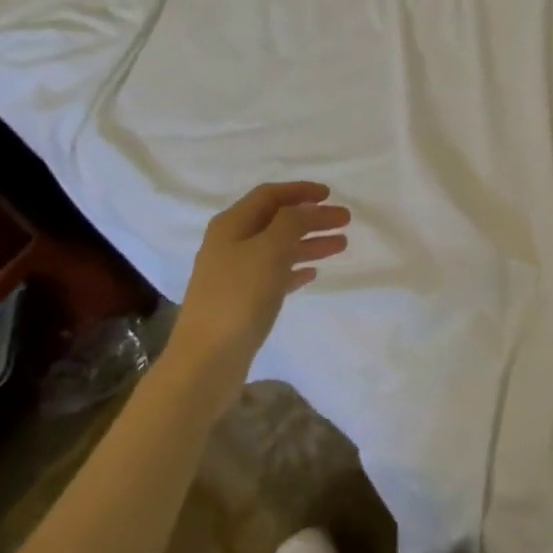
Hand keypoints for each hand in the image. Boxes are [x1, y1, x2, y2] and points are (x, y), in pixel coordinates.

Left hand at [171, 182, 348, 391]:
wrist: (207, 361)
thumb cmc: (239, 297)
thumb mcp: (269, 250)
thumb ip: (292, 222)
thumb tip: (307, 207)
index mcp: (231, 225)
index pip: (269, 195)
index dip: (300, 191)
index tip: (331, 195)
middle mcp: (231, 244)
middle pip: (277, 221)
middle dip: (311, 218)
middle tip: (345, 222)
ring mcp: (235, 274)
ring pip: (278, 248)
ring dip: (309, 242)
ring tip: (341, 246)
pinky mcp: (241, 301)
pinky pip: (274, 275)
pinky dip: (295, 269)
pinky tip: (313, 273)